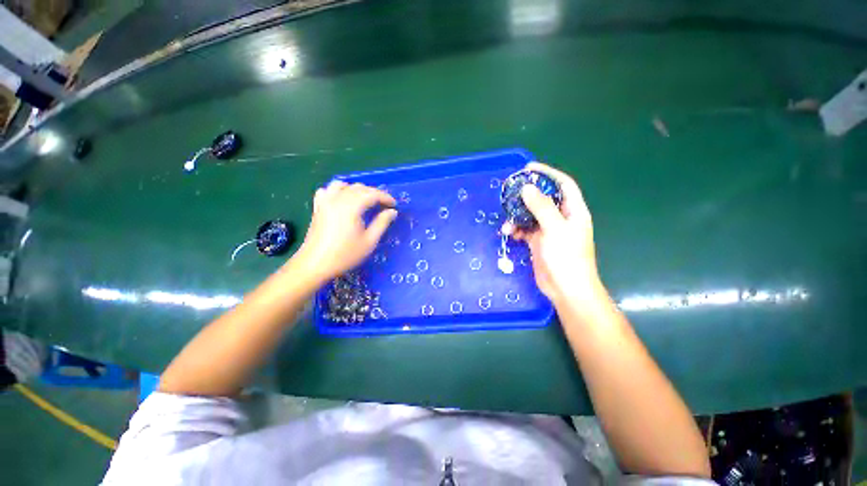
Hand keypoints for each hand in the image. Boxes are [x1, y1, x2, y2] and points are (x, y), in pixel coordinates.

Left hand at [295, 181, 396, 283]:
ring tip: (365, 200)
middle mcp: (337, 199)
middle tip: (384, 205)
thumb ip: (382, 223)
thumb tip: (392, 211)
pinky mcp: (318, 207)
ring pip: (343, 185)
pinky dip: (338, 191)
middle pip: (359, 188)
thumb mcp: (369, 241)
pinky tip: (343, 200)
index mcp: (351, 207)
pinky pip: (328, 190)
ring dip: (357, 189)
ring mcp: (325, 202)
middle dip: (374, 193)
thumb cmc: (345, 255)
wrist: (315, 264)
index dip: (385, 197)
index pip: (372, 194)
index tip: (394, 205)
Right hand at [505, 163, 601, 304]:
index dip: (548, 174)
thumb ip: (541, 207)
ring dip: (517, 216)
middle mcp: (561, 218)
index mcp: (573, 211)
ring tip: (507, 222)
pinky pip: (525, 230)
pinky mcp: (538, 242)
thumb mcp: (555, 229)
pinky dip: (516, 229)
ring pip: (531, 215)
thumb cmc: (566, 258)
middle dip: (527, 194)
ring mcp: (549, 231)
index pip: (563, 184)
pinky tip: (508, 232)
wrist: (565, 289)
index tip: (528, 169)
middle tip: (509, 190)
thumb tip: (527, 187)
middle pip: (543, 198)